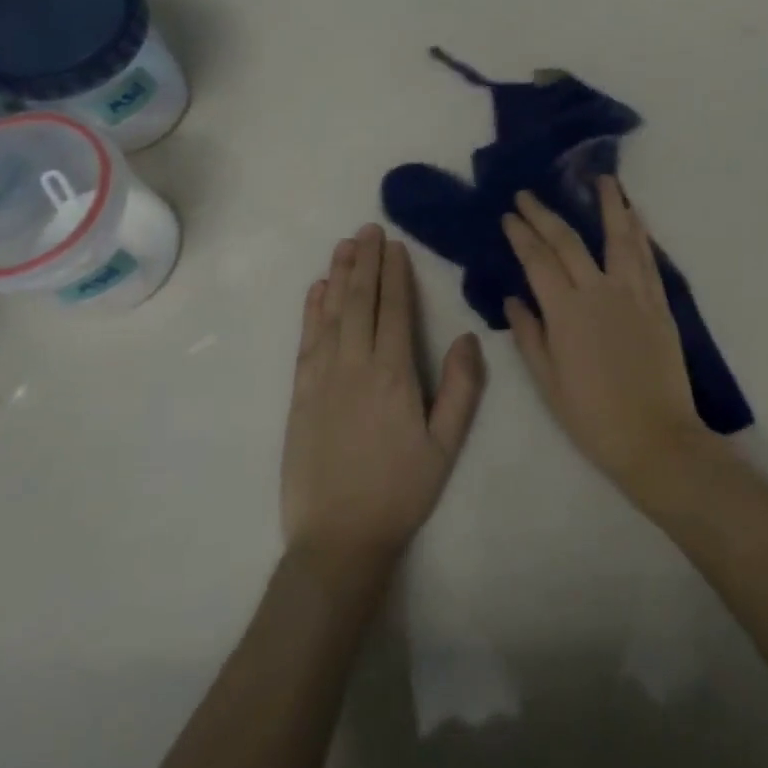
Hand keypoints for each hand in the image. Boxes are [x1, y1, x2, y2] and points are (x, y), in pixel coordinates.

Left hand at [281, 225, 484, 566]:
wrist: (338, 538)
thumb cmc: (401, 490)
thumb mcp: (446, 444)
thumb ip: (461, 388)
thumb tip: (467, 337)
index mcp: (394, 374)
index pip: (394, 309)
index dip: (394, 273)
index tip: (393, 244)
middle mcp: (355, 365)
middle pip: (360, 302)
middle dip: (365, 262)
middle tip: (367, 229)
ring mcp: (322, 378)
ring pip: (331, 314)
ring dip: (338, 276)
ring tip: (344, 245)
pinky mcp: (300, 395)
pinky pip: (307, 341)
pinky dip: (312, 311)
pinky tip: (317, 290)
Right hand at [501, 180, 708, 499]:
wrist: (656, 438)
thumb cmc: (593, 417)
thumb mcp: (548, 383)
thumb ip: (529, 336)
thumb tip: (513, 298)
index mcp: (566, 312)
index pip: (538, 260)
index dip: (521, 235)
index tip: (509, 215)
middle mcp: (599, 292)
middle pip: (569, 241)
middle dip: (546, 214)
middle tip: (530, 194)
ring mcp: (634, 293)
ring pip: (619, 237)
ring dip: (610, 205)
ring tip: (602, 180)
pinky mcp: (659, 302)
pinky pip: (647, 258)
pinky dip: (639, 233)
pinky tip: (635, 217)